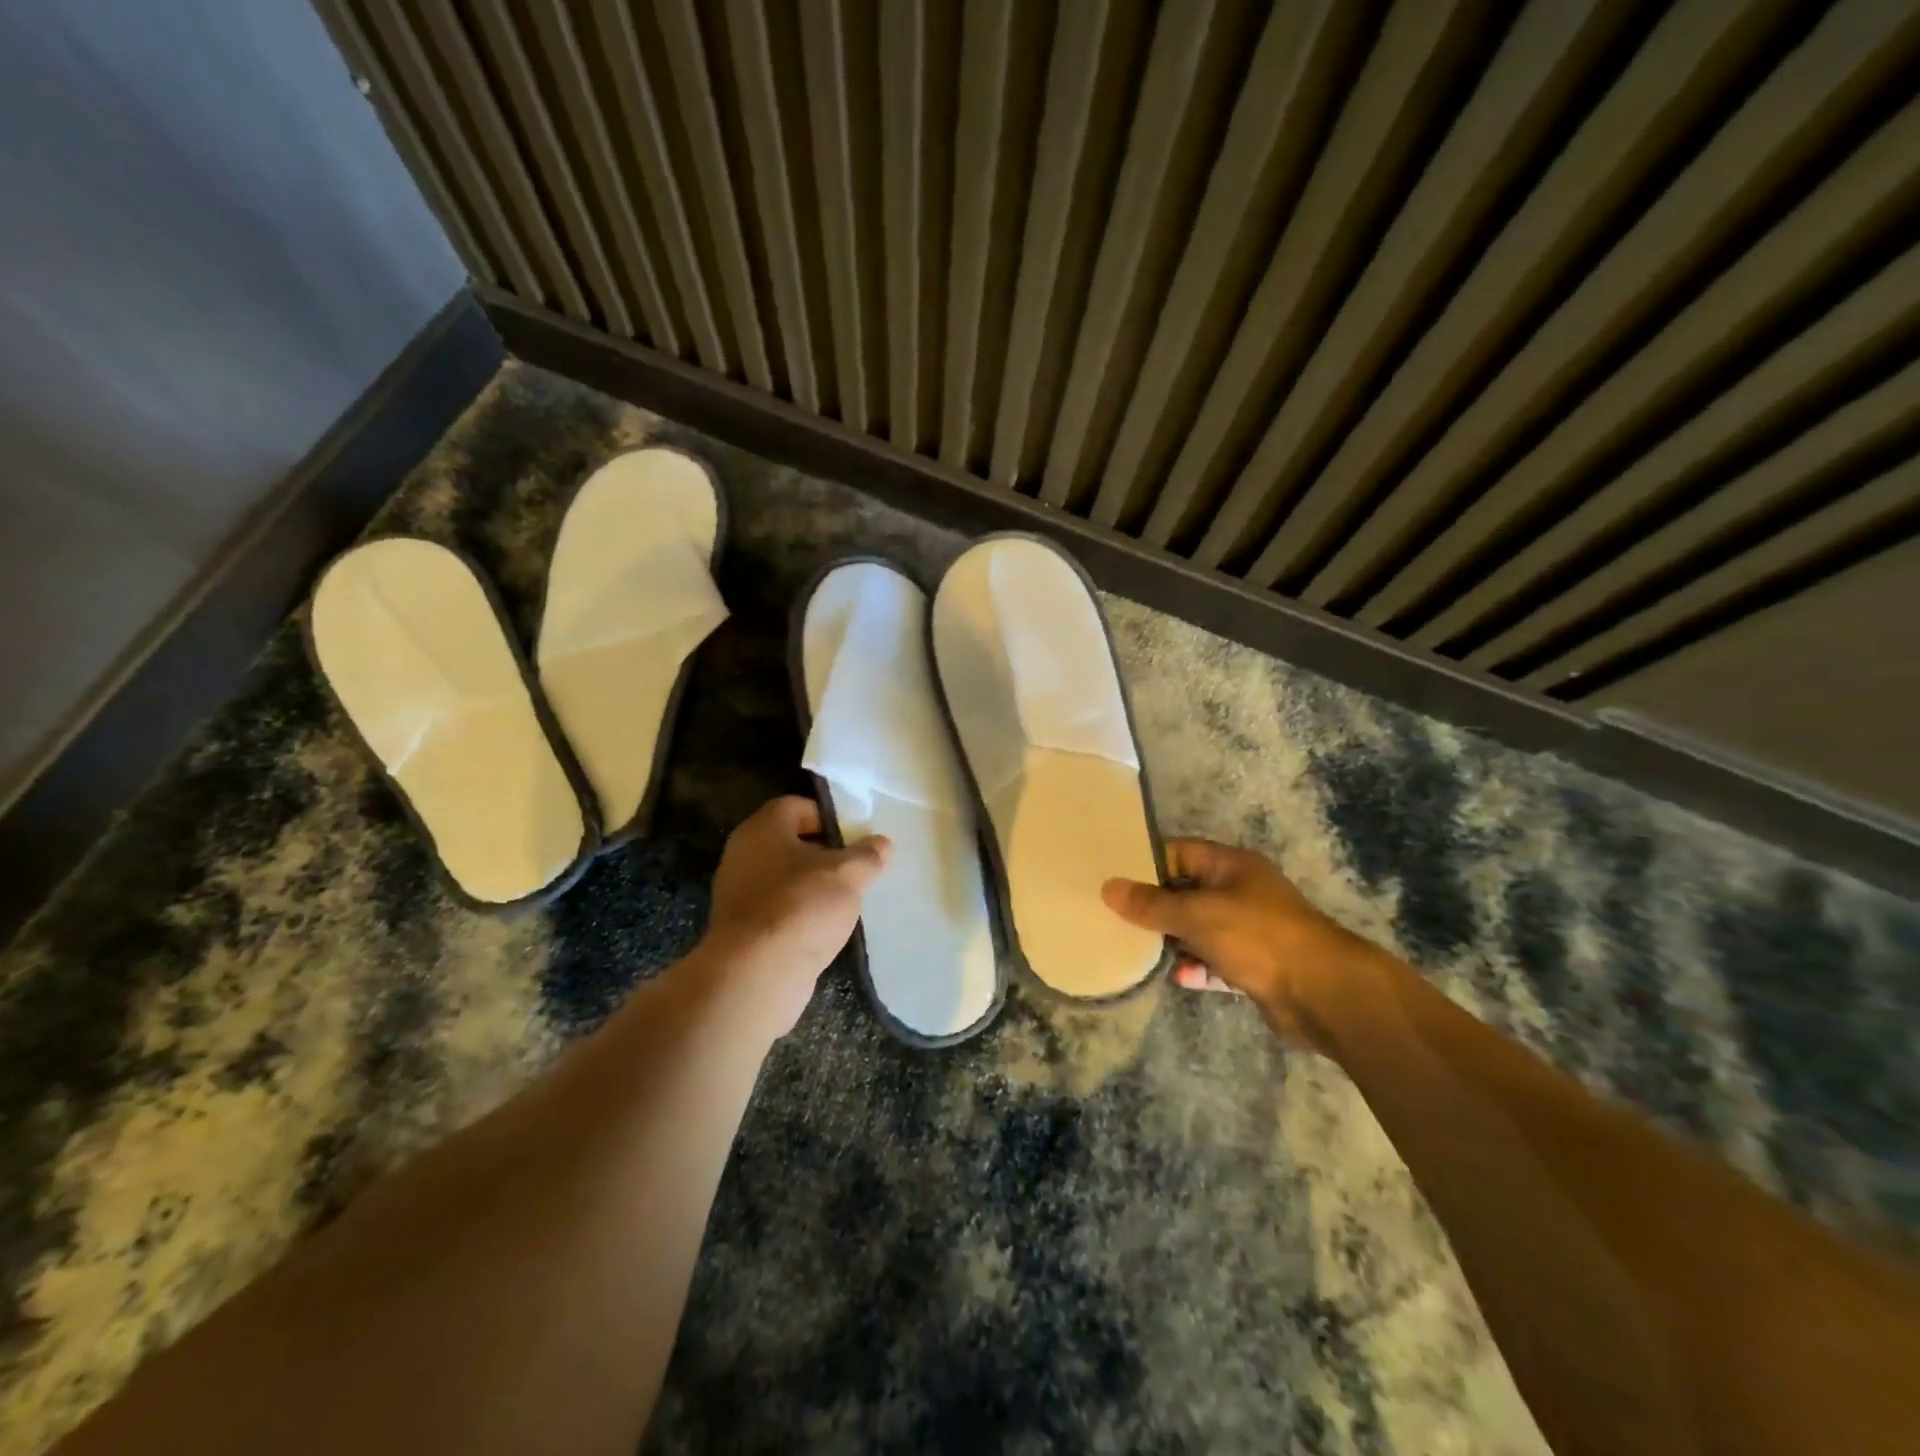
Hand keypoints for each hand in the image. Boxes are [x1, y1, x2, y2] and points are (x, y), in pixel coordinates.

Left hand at [703, 796, 890, 1035]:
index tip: (855, 838)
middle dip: (824, 854)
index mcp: (763, 828)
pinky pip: (777, 909)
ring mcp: (737, 893)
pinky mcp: (741, 928)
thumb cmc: (802, 906)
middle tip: (855, 869)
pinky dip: (799, 914)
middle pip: (790, 843)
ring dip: (812, 886)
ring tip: (845, 902)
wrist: (757, 973)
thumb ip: (867, 855)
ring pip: (784, 878)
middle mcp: (743, 854)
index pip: (797, 806)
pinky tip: (823, 929)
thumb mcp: (848, 875)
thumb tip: (882, 842)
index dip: (829, 817)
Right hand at [1101, 839, 1370, 1045]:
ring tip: (1135, 948)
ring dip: (1173, 940)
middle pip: (1186, 892)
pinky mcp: (1255, 966)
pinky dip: (1197, 968)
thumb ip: (1151, 904)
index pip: (1178, 853)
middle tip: (1114, 916)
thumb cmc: (1257, 936)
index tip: (1112, 876)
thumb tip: (1108, 888)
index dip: (1146, 862)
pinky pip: (1216, 961)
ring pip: (1199, 929)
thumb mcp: (1197, 914)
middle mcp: (1240, 892)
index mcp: (1230, 866)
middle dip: (1155, 906)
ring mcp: (1249, 930)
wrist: (1323, 993)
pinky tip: (1176, 977)